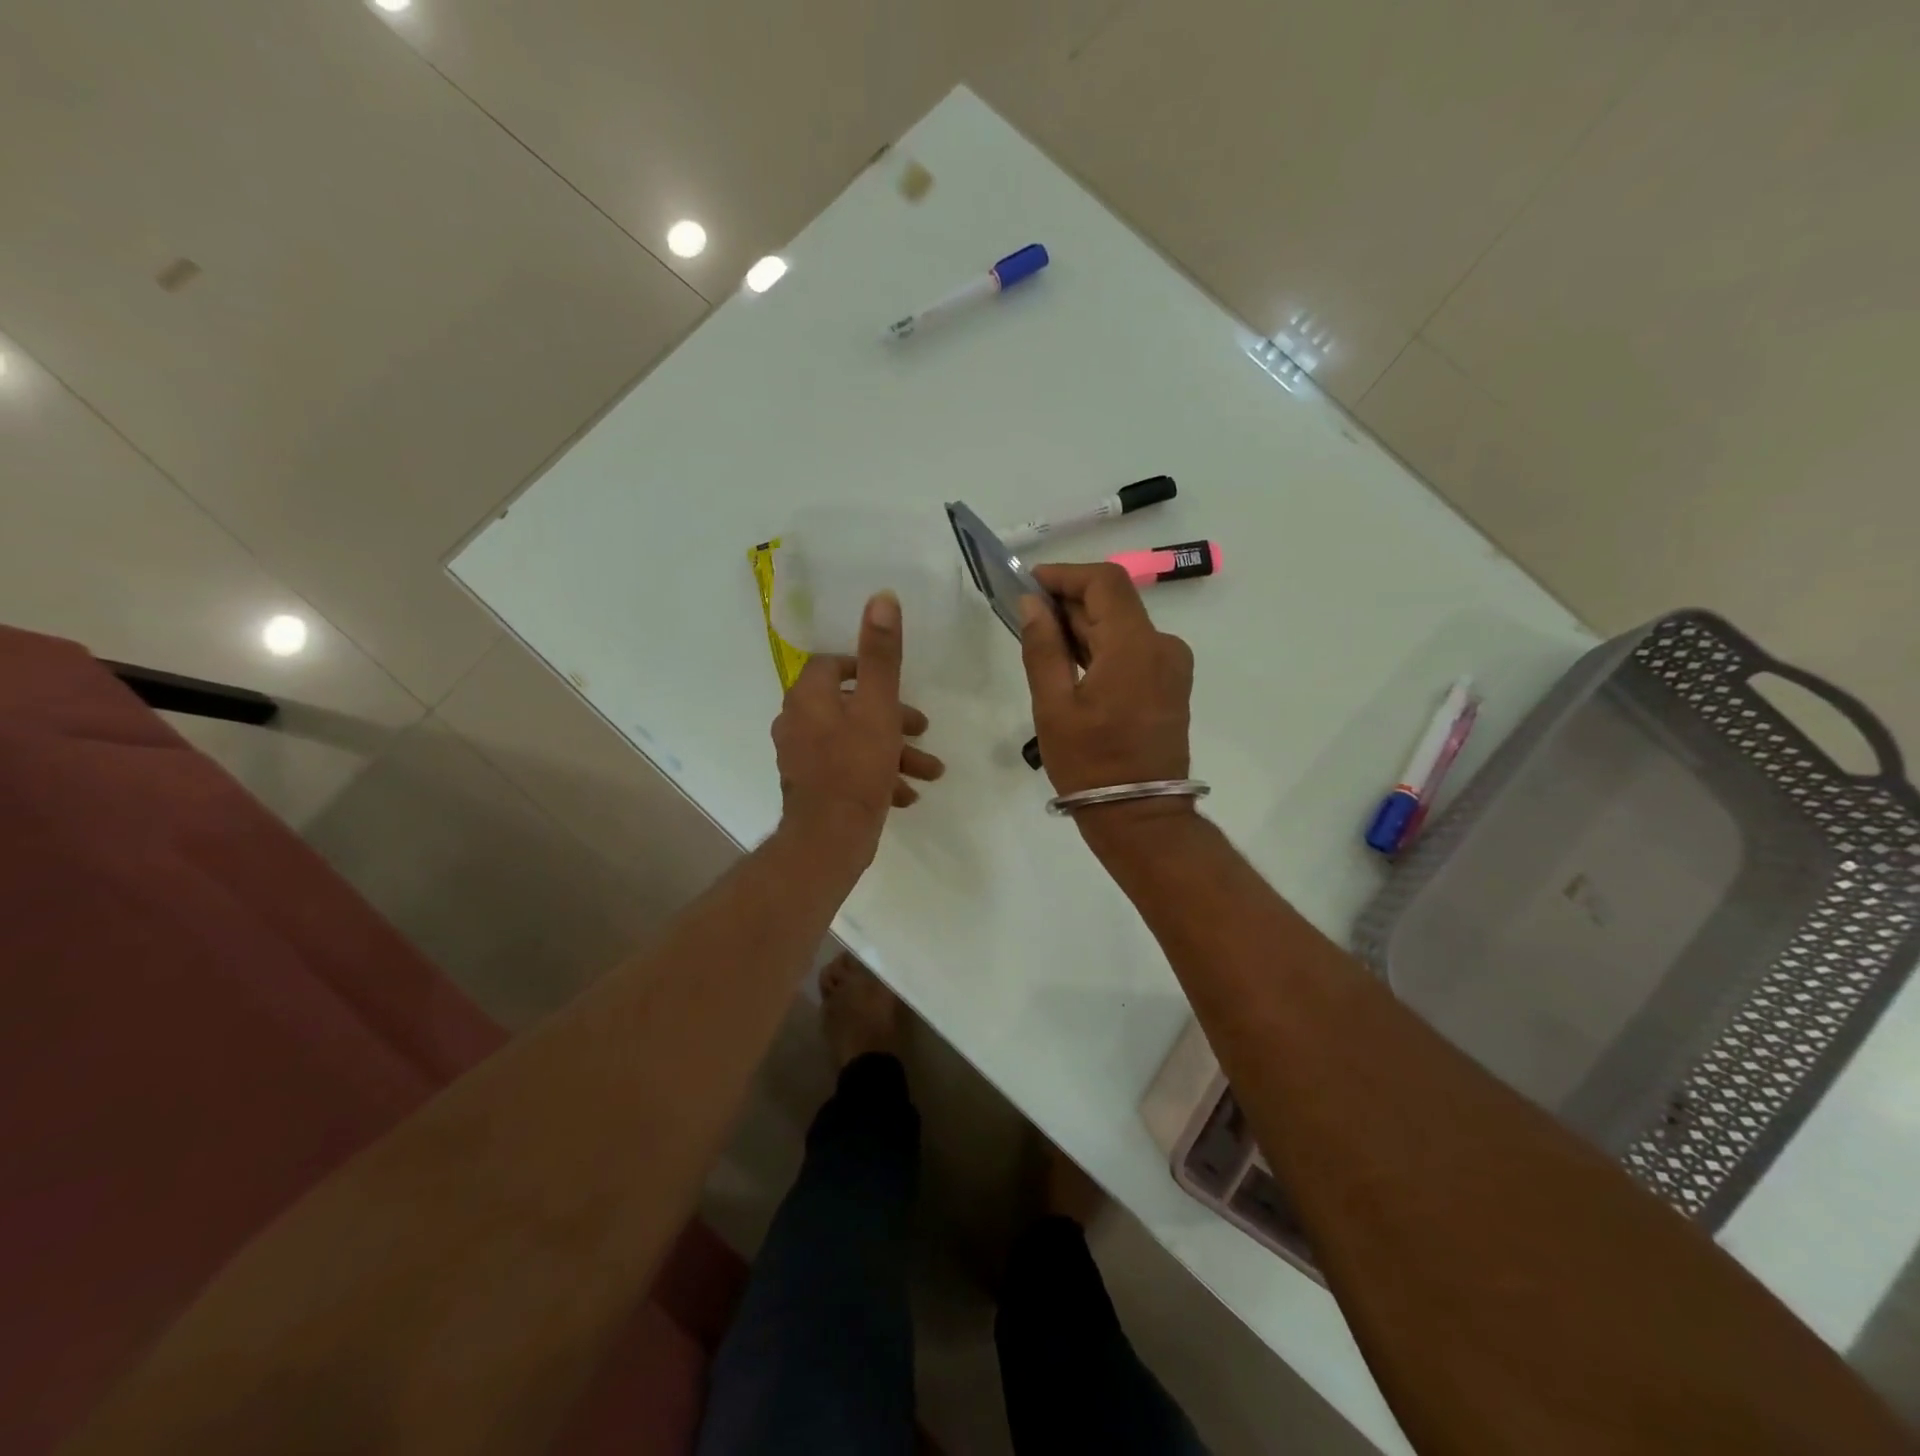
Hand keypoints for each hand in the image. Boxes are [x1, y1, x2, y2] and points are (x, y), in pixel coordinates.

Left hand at [771, 590, 943, 864]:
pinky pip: (848, 770)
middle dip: (892, 717)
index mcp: (809, 697)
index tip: (894, 684)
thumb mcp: (878, 707)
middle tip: (922, 728)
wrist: (829, 839)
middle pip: (849, 705)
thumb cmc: (856, 767)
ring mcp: (803, 757)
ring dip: (892, 751)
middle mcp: (798, 722)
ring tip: (929, 771)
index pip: (832, 665)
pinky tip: (905, 794)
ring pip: (854, 741)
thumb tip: (881, 597)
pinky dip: (877, 775)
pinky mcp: (812, 786)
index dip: (865, 668)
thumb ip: (881, 655)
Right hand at [1019, 563, 1193, 825]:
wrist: (1140, 815)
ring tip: (1042, 642)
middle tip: (1027, 615)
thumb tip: (1032, 603)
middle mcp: (1162, 646)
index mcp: (1136, 646)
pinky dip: (1102, 646)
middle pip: (1115, 602)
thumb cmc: (1090, 763)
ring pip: (1123, 626)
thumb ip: (1043, 648)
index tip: (1030, 583)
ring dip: (1084, 625)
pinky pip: (1133, 649)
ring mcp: (1171, 666)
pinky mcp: (1169, 684)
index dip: (1066, 574)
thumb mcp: (1054, 706)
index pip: (1105, 582)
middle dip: (1070, 601)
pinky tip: (1071, 663)